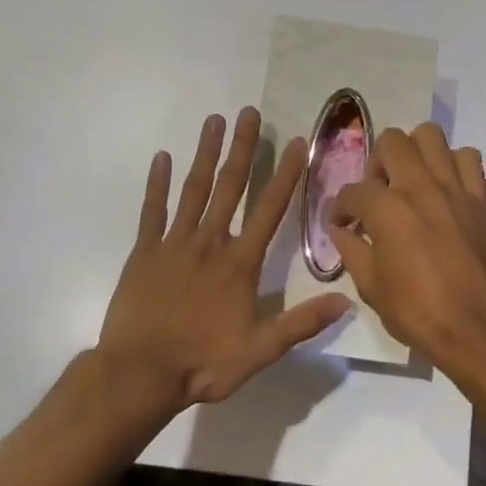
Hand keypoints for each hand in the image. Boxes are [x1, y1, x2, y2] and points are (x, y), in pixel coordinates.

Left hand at [99, 108, 349, 408]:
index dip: (284, 175)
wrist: (140, 374)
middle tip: (247, 112)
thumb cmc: (202, 363)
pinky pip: (152, 210)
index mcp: (239, 264)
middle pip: (229, 187)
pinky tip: (162, 157)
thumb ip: (301, 323)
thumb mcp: (260, 351)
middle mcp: (210, 243)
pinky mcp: (144, 252)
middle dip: (241, 148)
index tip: (295, 142)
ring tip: (213, 120)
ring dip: (205, 153)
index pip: (269, 210)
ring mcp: (174, 244)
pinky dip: (157, 183)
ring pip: (193, 190)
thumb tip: (346, 302)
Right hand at [327, 124, 485, 368]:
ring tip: (410, 179)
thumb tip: (340, 231)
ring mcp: (454, 188)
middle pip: (391, 142)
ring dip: (414, 152)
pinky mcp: (480, 198)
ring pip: (431, 136)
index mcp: (387, 209)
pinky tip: (444, 186)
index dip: (339, 209)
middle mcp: (419, 186)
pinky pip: (469, 158)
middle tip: (376, 192)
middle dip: (375, 163)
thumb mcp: (370, 287)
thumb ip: (351, 250)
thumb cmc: (417, 312)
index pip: (352, 192)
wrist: (476, 328)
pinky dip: (453, 163)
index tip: (341, 225)